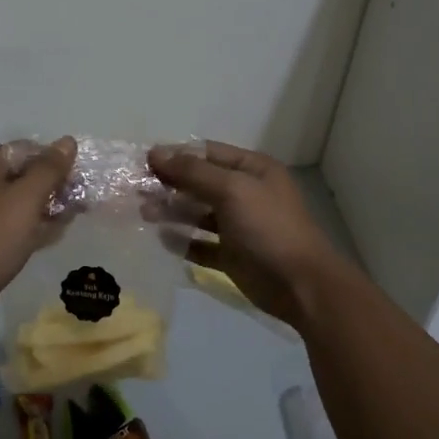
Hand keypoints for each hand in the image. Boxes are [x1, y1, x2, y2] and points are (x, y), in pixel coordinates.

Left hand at [0, 138, 76, 322]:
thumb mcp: (25, 200)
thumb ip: (49, 170)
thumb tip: (67, 141)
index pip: (23, 150)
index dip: (53, 161)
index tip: (78, 179)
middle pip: (19, 175)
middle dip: (51, 187)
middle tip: (79, 202)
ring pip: (15, 202)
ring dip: (44, 208)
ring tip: (70, 220)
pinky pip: (8, 224)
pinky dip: (29, 226)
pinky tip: (51, 236)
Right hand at [148, 140, 347, 328]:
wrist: (301, 285)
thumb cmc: (268, 228)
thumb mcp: (232, 190)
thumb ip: (193, 172)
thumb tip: (156, 152)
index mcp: (252, 170)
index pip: (207, 153)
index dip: (176, 155)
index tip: (143, 162)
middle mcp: (246, 193)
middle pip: (200, 183)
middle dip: (170, 184)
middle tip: (136, 190)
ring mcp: (240, 226)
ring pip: (199, 213)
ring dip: (172, 211)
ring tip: (143, 213)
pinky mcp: (233, 256)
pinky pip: (203, 244)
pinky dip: (184, 241)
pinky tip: (163, 239)